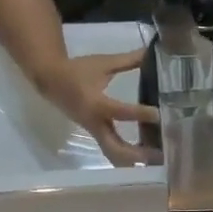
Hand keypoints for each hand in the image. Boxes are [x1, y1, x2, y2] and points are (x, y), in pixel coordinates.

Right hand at [37, 51, 160, 166]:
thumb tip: (150, 52)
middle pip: (116, 147)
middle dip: (138, 153)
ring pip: (114, 154)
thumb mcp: (102, 63)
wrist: (50, 81)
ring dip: (135, 160)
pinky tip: (146, 155)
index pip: (121, 112)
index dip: (140, 113)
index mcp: (96, 103)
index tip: (159, 114)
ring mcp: (94, 132)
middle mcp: (95, 123)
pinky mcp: (96, 136)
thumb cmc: (77, 70)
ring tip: (158, 159)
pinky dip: (128, 155)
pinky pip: (112, 150)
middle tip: (161, 154)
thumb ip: (128, 60)